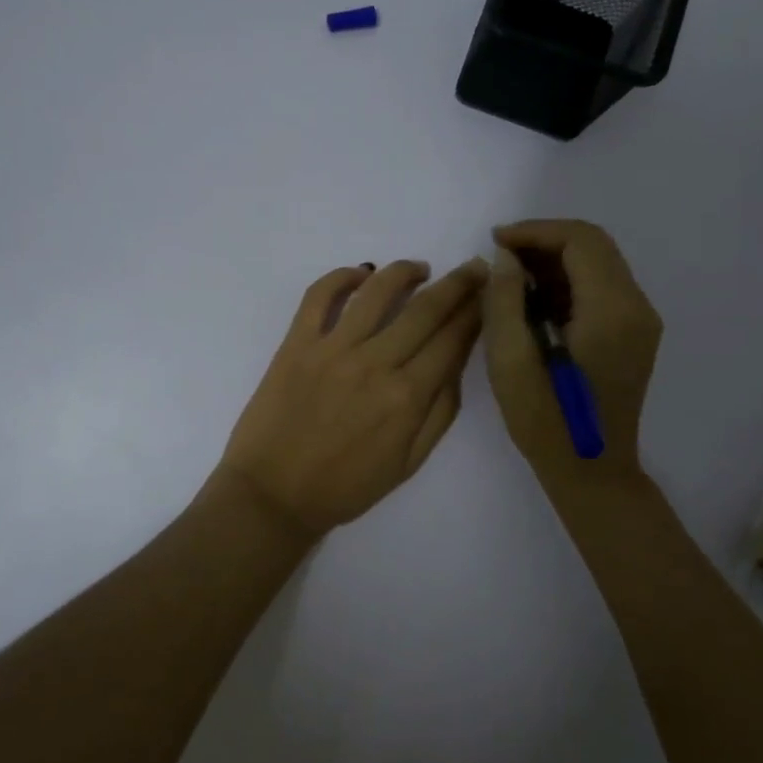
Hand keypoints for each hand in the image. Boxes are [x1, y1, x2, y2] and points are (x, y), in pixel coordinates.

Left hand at [220, 258, 487, 537]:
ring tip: (421, 268)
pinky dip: (341, 276)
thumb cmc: (346, 486)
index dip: (476, 311)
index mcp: (406, 397)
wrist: (273, 495)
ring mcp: (332, 348)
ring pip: (377, 290)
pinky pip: (319, 295)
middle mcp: (374, 363)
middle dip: (457, 283)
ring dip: (405, 271)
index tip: (489, 292)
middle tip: (473, 266)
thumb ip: (440, 411)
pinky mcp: (296, 342)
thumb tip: (457, 361)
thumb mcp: (409, 462)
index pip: (452, 339)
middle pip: (425, 309)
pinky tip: (360, 273)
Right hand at [482, 219, 661, 487]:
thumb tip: (507, 258)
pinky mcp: (634, 334)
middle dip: (544, 241)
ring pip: (599, 264)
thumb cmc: (546, 421)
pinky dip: (568, 281)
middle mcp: (636, 307)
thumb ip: (505, 299)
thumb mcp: (510, 360)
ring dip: (555, 260)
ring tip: (511, 277)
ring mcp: (640, 321)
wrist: (593, 473)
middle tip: (500, 256)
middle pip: (594, 246)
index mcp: (611, 311)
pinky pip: (601, 288)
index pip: (580, 241)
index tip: (496, 242)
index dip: (535, 232)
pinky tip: (534, 300)